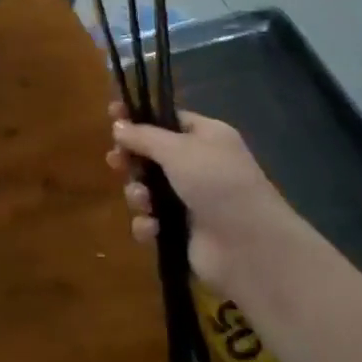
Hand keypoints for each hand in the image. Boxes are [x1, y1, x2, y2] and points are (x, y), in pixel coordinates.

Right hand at [106, 106, 306, 295]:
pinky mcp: (182, 231)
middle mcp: (199, 165)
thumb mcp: (178, 150)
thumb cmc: (216, 183)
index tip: (112, 114)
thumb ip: (144, 136)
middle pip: (152, 155)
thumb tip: (118, 126)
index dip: (139, 117)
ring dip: (137, 194)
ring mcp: (190, 200)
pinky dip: (148, 224)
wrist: (250, 247)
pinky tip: (153, 228)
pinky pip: (152, 221)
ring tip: (142, 200)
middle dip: (132, 159)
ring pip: (148, 189)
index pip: (168, 120)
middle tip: (115, 161)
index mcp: (206, 137)